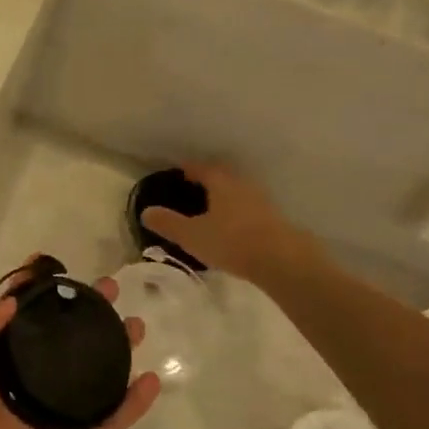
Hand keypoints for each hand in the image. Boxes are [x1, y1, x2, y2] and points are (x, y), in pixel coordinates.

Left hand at [0, 275, 158, 428]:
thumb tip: (11, 302)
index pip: (21, 319)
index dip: (36, 292)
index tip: (55, 267)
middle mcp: (31, 383)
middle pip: (64, 338)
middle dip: (86, 311)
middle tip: (109, 288)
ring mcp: (59, 413)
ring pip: (94, 372)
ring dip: (116, 347)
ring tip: (136, 324)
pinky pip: (113, 417)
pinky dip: (134, 401)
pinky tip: (152, 379)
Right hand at [140, 162, 301, 282]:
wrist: (283, 261)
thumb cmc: (232, 242)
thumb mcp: (192, 235)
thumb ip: (168, 223)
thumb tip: (146, 211)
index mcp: (221, 182)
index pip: (201, 168)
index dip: (188, 168)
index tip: (178, 171)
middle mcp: (242, 184)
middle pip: (222, 176)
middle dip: (208, 180)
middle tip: (193, 189)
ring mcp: (262, 201)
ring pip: (238, 192)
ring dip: (225, 196)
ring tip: (212, 209)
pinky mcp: (275, 219)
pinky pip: (250, 208)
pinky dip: (238, 212)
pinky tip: (233, 227)